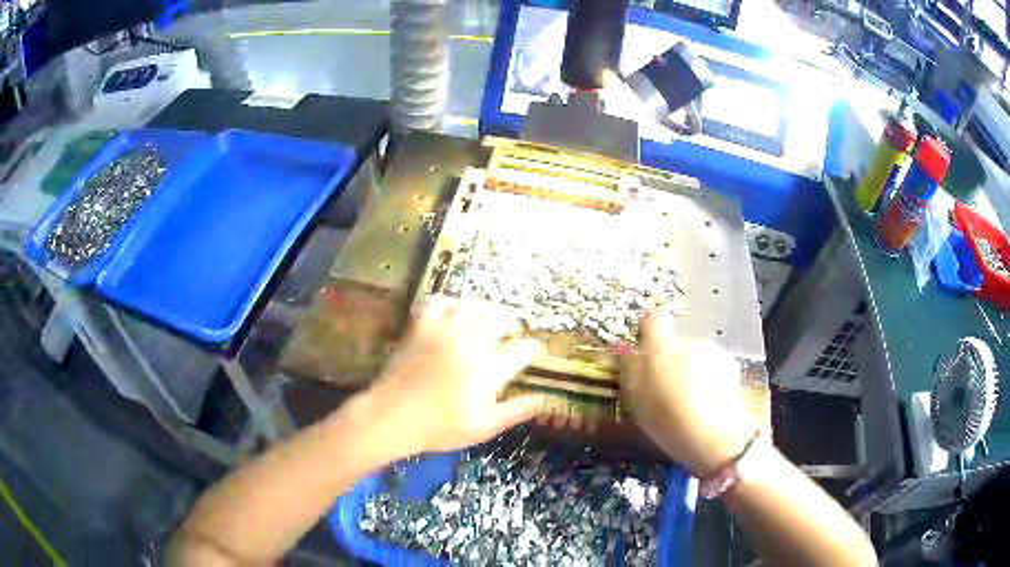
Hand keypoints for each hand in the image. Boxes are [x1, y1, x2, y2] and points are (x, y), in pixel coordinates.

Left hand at [360, 299, 544, 455]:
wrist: (393, 416)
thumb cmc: (440, 427)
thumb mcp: (484, 427)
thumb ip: (516, 410)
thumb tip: (543, 398)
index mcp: (488, 369)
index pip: (521, 349)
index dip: (532, 348)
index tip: (536, 350)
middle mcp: (470, 343)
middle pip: (498, 321)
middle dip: (511, 323)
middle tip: (514, 329)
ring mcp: (444, 332)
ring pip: (471, 308)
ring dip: (485, 309)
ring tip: (489, 315)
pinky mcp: (421, 328)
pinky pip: (437, 304)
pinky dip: (448, 302)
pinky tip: (453, 308)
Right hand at [621, 309, 750, 477]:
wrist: (717, 438)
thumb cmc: (669, 420)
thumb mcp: (637, 400)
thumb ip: (629, 369)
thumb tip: (622, 348)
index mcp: (661, 346)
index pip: (653, 319)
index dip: (648, 331)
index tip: (643, 352)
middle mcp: (689, 340)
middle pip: (674, 343)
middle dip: (668, 360)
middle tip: (663, 391)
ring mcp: (713, 352)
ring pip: (695, 355)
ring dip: (689, 370)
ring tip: (687, 402)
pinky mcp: (731, 367)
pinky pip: (712, 367)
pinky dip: (707, 379)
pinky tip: (705, 404)